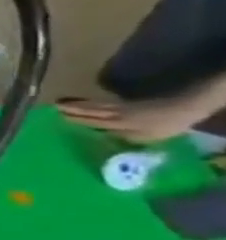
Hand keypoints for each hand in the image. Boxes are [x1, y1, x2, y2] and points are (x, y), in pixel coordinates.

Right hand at [59, 93, 210, 144]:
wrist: (184, 108)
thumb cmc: (164, 125)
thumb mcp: (145, 136)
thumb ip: (122, 136)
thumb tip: (103, 135)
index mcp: (117, 122)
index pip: (91, 121)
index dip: (74, 119)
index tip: (56, 115)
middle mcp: (115, 113)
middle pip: (90, 111)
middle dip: (72, 109)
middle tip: (54, 105)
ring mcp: (123, 107)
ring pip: (96, 106)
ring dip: (80, 105)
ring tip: (65, 103)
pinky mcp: (130, 104)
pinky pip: (105, 104)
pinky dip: (93, 104)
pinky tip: (90, 104)